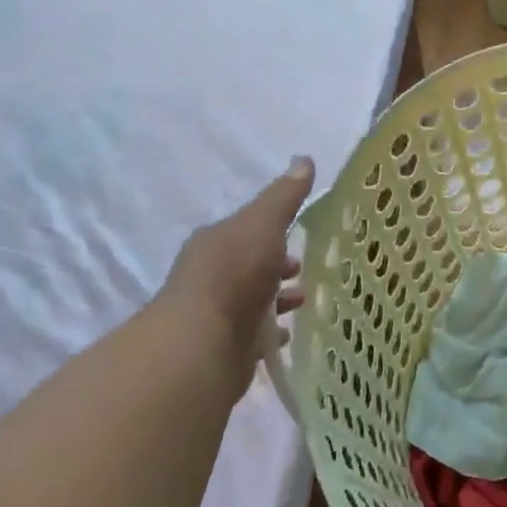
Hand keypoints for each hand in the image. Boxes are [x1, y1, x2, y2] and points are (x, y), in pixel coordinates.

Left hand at [157, 156, 314, 400]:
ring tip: (304, 301)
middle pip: (250, 265)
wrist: (203, 343)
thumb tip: (304, 159)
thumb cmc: (234, 273)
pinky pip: (253, 334)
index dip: (273, 231)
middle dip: (276, 265)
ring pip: (253, 300)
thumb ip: (284, 196)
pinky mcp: (224, 347)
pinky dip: (271, 331)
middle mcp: (211, 275)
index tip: (300, 236)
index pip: (247, 230)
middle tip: (304, 269)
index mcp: (216, 242)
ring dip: (277, 298)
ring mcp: (216, 313)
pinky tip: (288, 334)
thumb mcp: (264, 223)